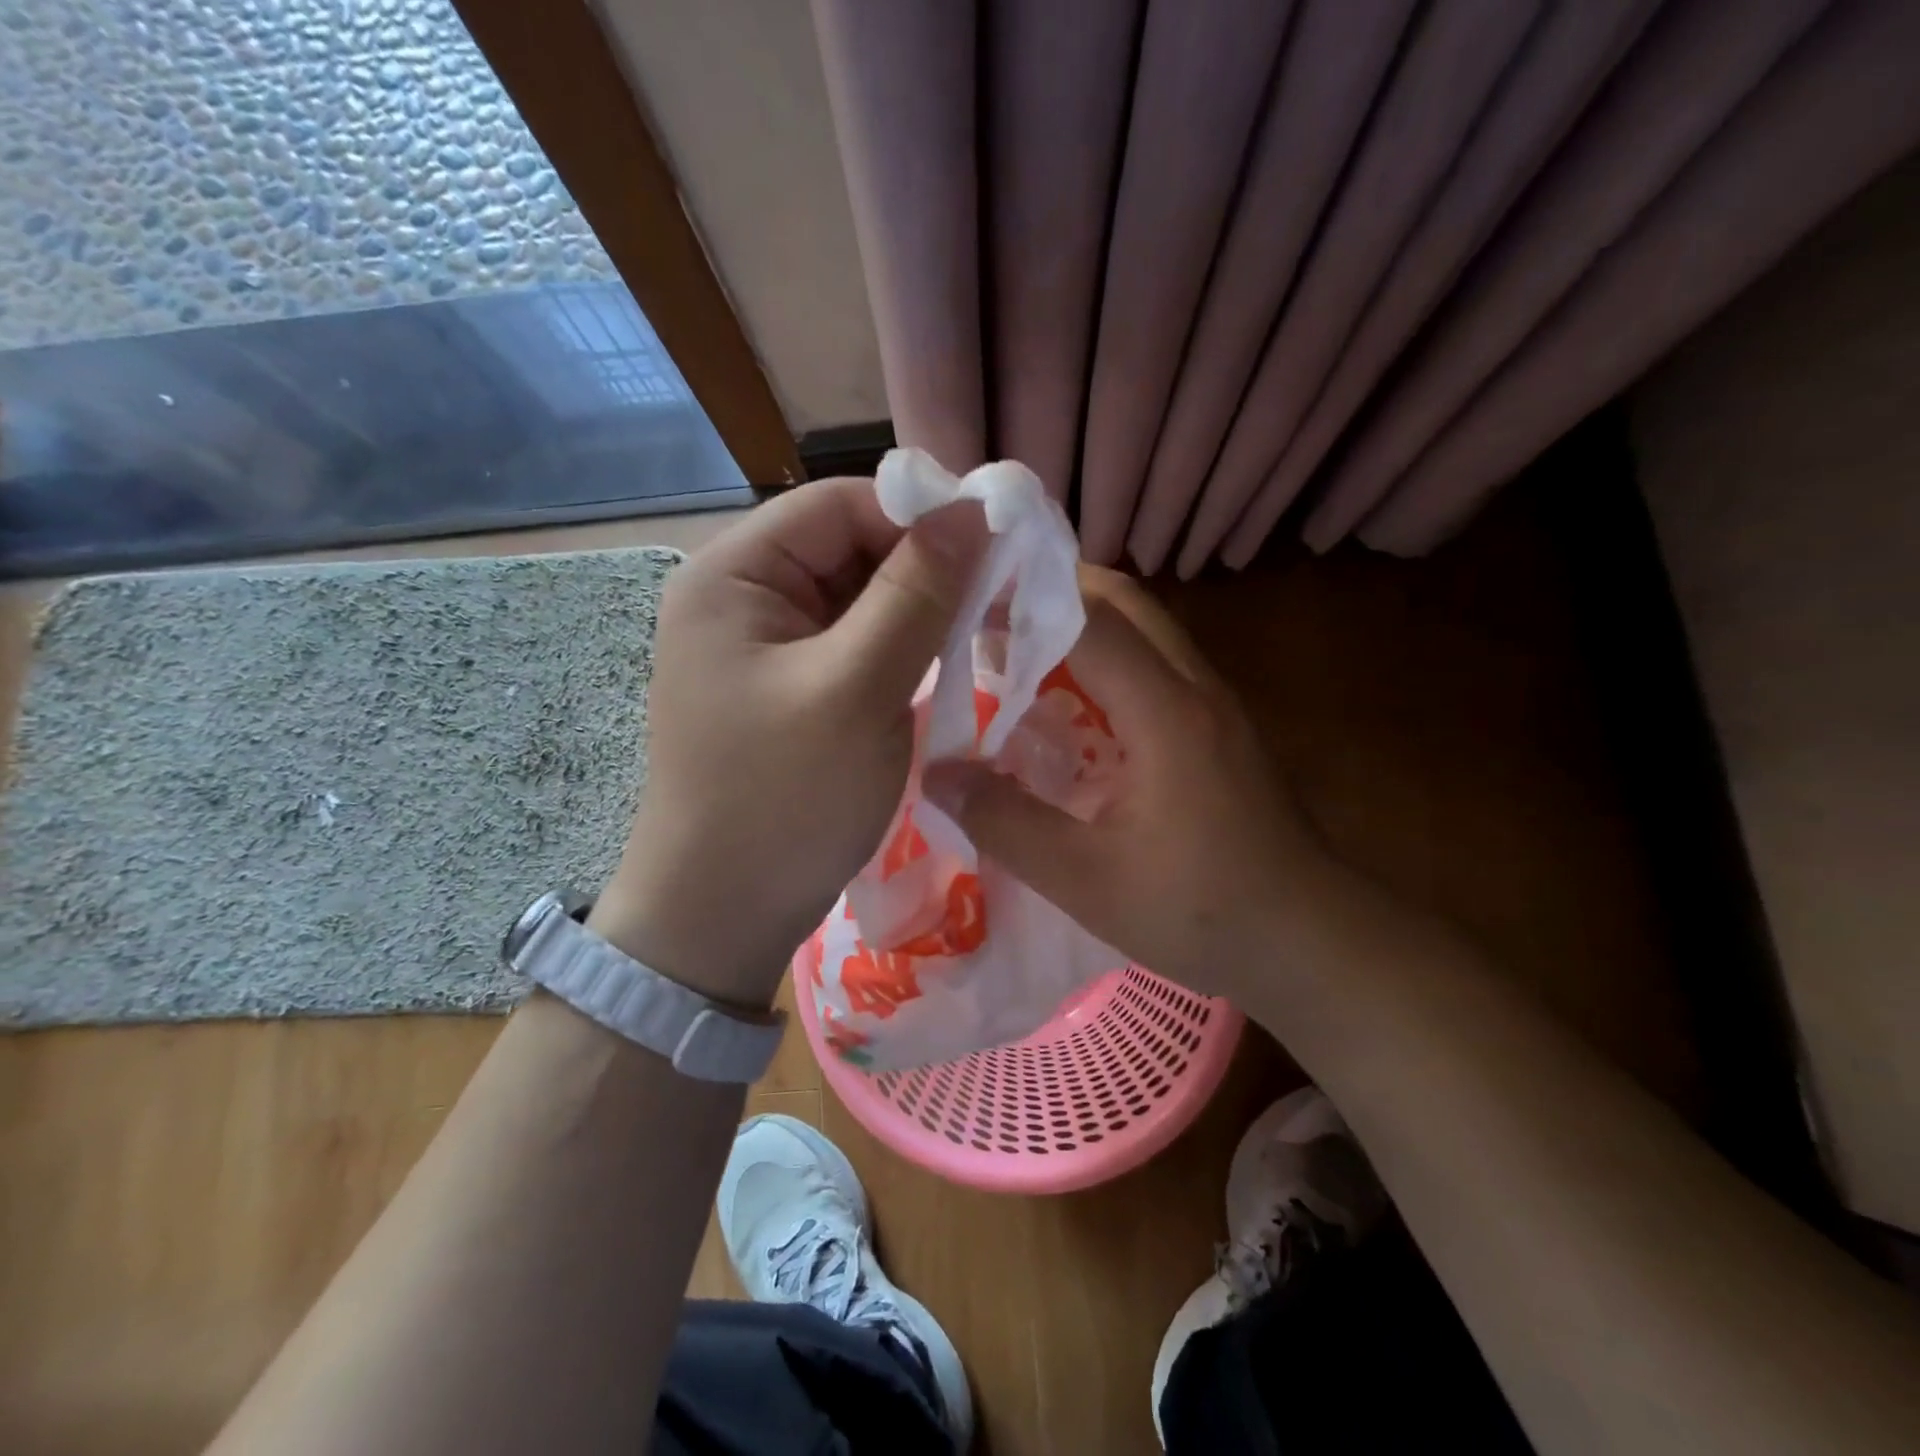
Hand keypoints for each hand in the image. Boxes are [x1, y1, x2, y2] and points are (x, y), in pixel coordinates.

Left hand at [591, 477, 986, 1007]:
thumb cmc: (784, 800)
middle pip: (849, 548)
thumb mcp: (858, 688)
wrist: (724, 917)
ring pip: (858, 599)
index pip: (839, 505)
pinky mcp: (788, 690)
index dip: (920, 517)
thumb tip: (974, 510)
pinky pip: (852, 646)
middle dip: (924, 568)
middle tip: (999, 601)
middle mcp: (742, 598)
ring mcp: (764, 648)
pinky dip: (899, 650)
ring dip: (918, 612)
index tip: (996, 552)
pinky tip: (941, 668)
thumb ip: (917, 593)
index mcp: (734, 576)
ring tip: (981, 635)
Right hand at [922, 569, 1329, 999]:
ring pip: (1143, 628)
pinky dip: (1106, 659)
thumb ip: (1006, 822)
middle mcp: (1194, 687)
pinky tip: (1070, 704)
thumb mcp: (1085, 880)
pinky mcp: (1218, 726)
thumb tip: (936, 775)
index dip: (1023, 601)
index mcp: (1165, 712)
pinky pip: (1154, 663)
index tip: (962, 603)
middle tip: (987, 617)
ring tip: (1016, 651)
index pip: (1089, 620)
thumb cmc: (1200, 911)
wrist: (1309, 940)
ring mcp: (1213, 702)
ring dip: (1081, 624)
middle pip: (1123, 602)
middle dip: (1053, 593)